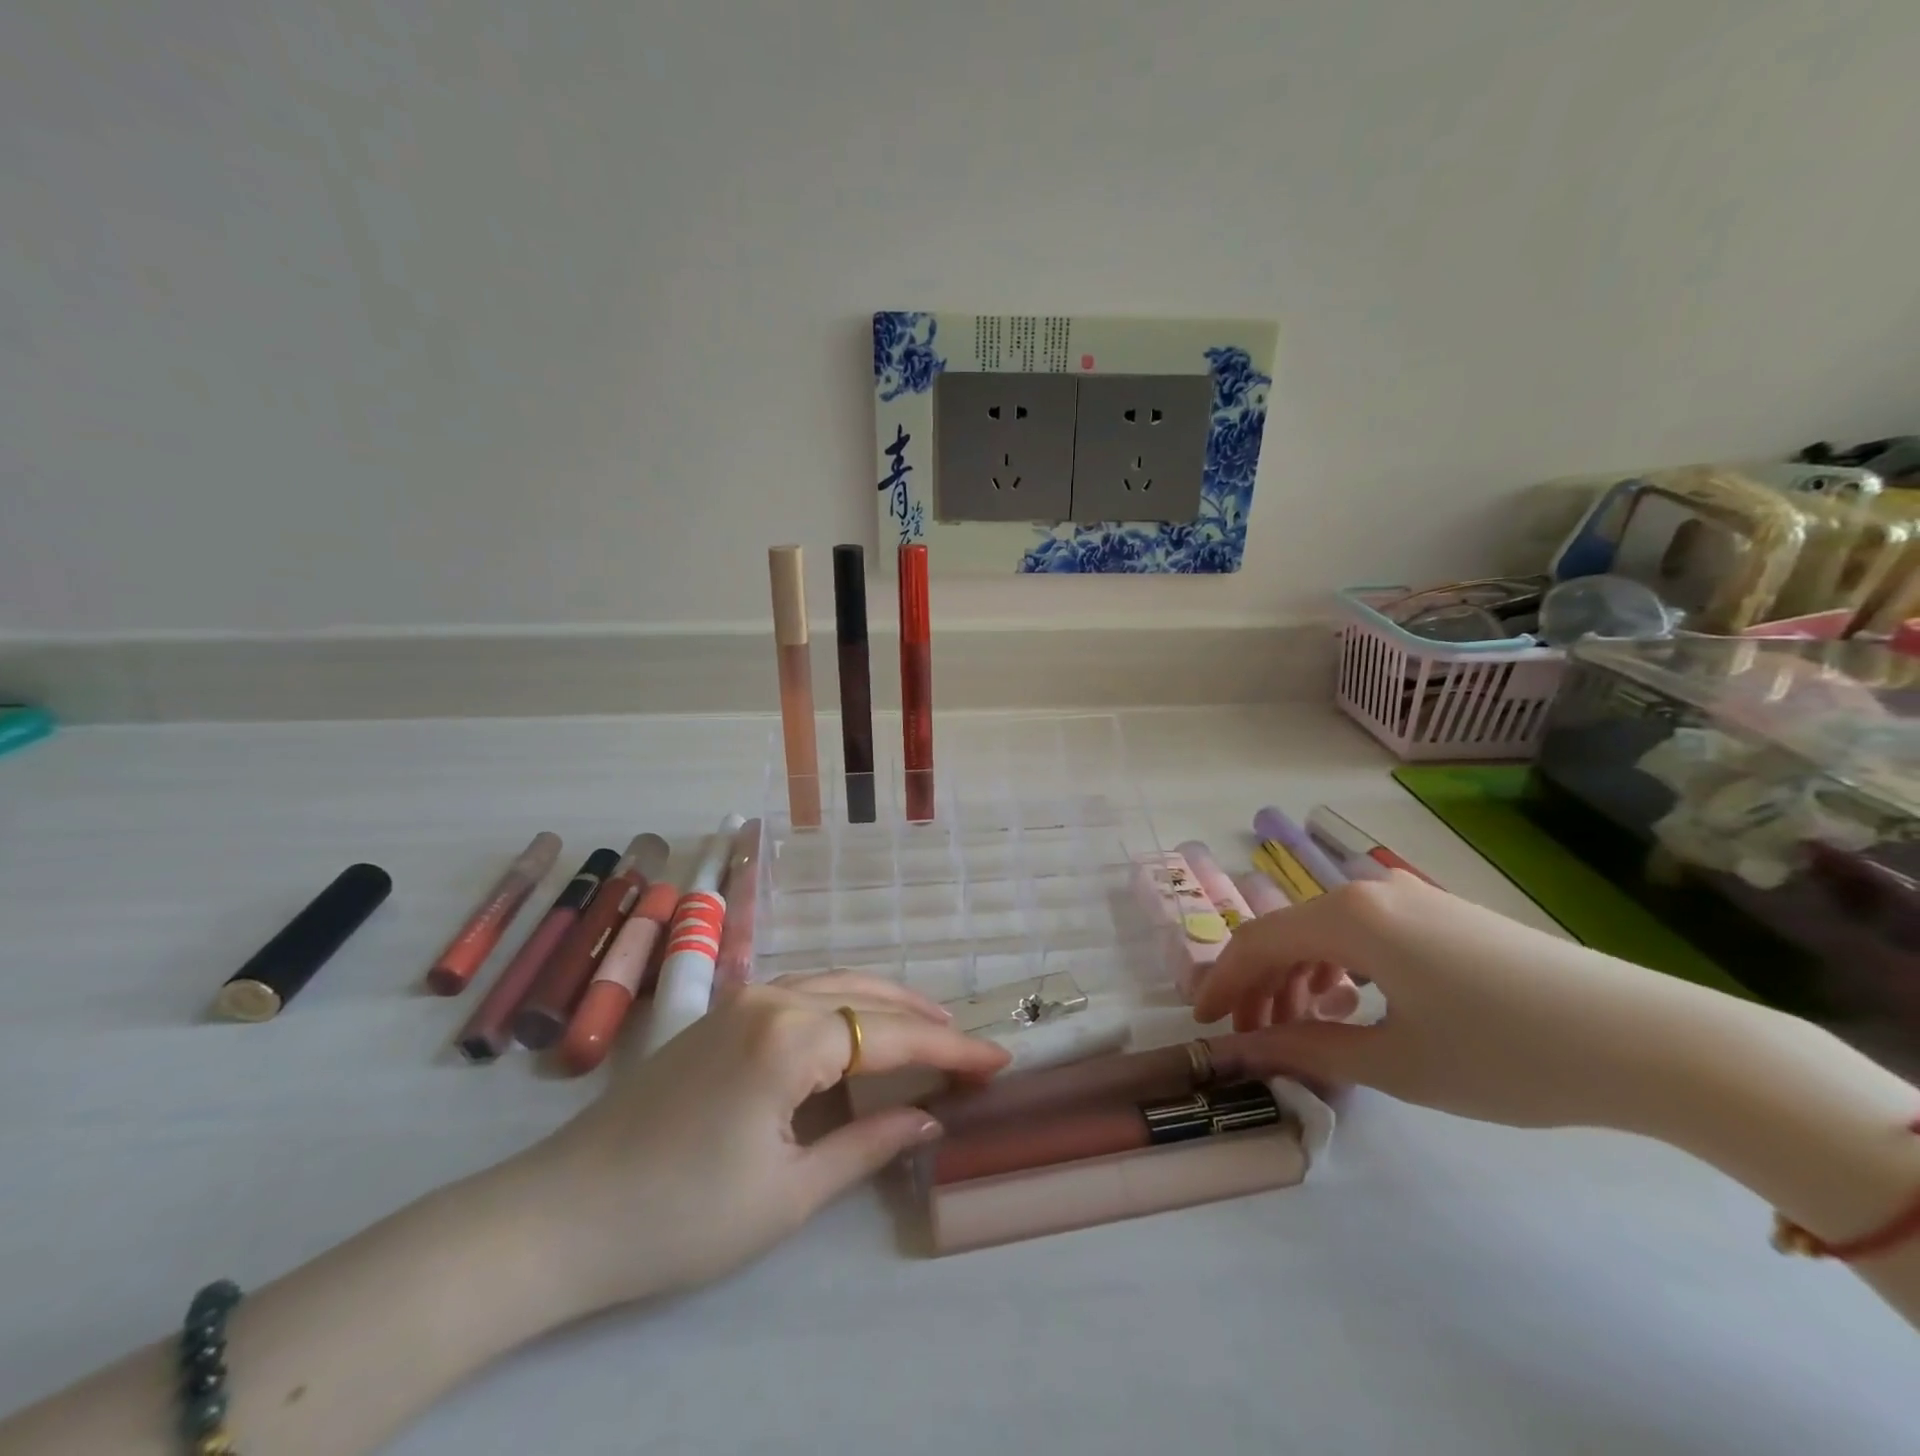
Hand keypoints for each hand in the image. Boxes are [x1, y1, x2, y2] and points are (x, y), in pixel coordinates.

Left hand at [525, 971, 1010, 1310]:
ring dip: (883, 1005)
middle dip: (922, 1020)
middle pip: (866, 996)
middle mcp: (769, 997)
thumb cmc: (680, 1216)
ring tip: (927, 1030)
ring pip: (834, 984)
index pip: (891, 1037)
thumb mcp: (788, 1193)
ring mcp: (740, 999)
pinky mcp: (719, 1014)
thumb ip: (867, 1146)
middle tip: (968, 1047)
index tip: (999, 1061)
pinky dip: (844, 1005)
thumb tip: (929, 1117)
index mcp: (790, 1037)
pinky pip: (802, 993)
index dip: (950, 1050)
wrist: (559, 1215)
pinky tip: (857, 1030)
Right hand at [1193, 873, 1734, 1129]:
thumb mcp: (1396, 1062)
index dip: (1222, 984)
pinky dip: (1341, 969)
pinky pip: (1365, 934)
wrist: (1651, 1042)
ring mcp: (1411, 898)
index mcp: (1349, 917)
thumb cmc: (1508, 1054)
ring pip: (1326, 933)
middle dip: (1260, 987)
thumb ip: (1308, 1049)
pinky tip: (1357, 1007)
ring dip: (1300, 979)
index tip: (1204, 1026)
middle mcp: (1370, 892)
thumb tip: (1243, 1051)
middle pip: (1287, 934)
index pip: (1257, 942)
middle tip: (1255, 1041)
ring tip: (1305, 1031)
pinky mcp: (1444, 915)